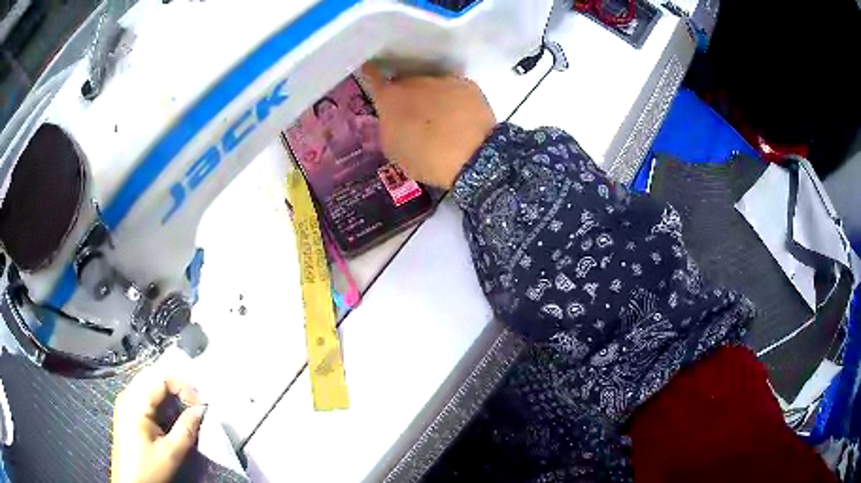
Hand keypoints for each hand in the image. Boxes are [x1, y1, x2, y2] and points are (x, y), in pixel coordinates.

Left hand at [110, 369, 206, 482]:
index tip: (200, 406)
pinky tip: (170, 418)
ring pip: (151, 387)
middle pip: (155, 378)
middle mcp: (127, 394)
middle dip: (178, 390)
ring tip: (186, 414)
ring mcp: (125, 402)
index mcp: (135, 401)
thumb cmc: (148, 469)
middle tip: (196, 407)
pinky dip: (161, 404)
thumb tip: (202, 409)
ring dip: (170, 397)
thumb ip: (187, 429)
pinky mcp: (127, 412)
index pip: (162, 378)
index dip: (184, 387)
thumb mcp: (171, 453)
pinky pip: (146, 397)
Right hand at [361, 64, 496, 188]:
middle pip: (405, 83)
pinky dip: (454, 100)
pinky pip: (454, 89)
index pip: (373, 76)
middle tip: (415, 115)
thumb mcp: (394, 150)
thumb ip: (388, 127)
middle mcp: (413, 81)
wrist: (473, 157)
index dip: (371, 75)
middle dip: (407, 95)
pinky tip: (461, 117)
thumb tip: (392, 118)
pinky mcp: (467, 84)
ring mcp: (442, 80)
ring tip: (442, 119)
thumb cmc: (426, 159)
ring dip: (432, 96)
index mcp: (390, 97)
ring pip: (431, 85)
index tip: (370, 72)